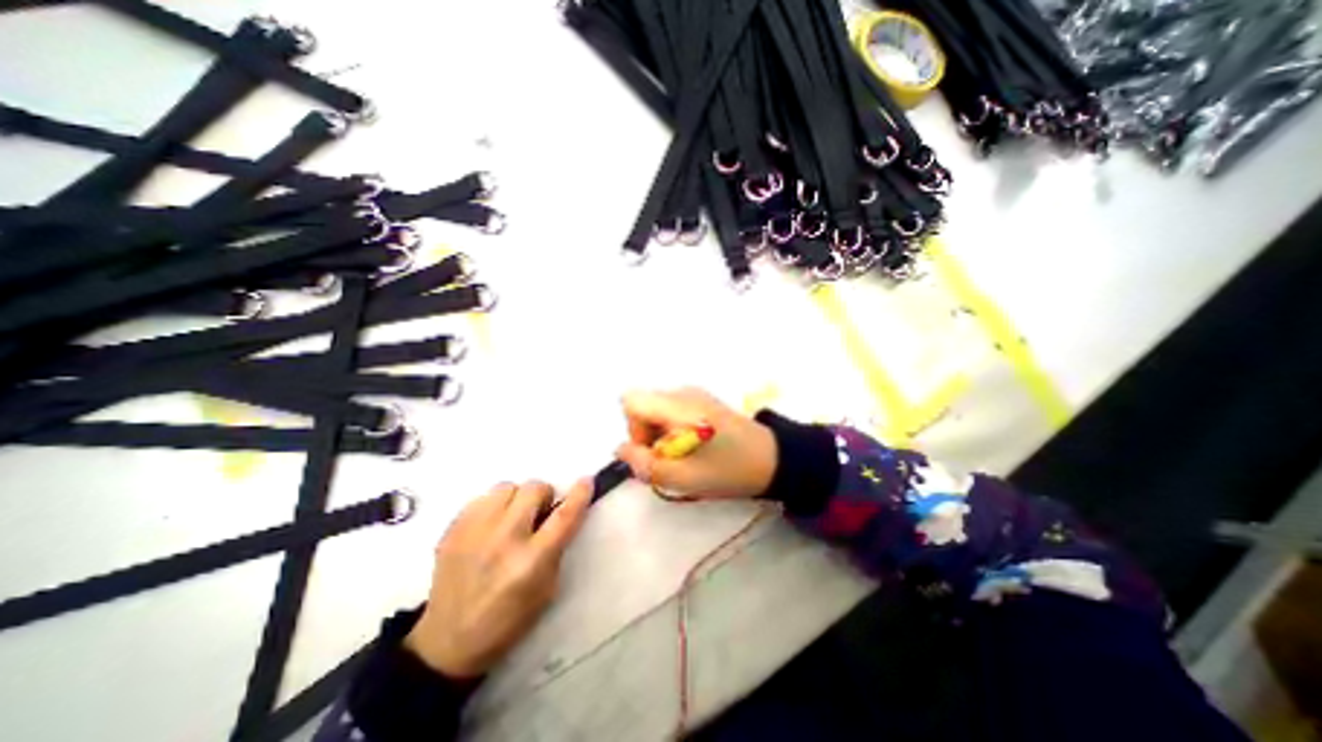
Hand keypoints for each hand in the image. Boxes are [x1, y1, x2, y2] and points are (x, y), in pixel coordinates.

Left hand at [402, 480, 586, 677]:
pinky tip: (489, 527)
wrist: (448, 641)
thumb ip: (556, 547)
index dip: (579, 495)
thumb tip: (559, 513)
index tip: (587, 481)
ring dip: (516, 499)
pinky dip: (492, 506)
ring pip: (506, 487)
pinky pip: (482, 497)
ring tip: (510, 519)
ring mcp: (474, 532)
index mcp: (531, 561)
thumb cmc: (508, 619)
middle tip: (537, 515)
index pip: (563, 516)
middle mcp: (504, 540)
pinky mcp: (452, 530)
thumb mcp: (547, 589)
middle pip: (534, 489)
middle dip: (543, 497)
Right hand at [617, 387, 776, 498]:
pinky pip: (672, 412)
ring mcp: (694, 394)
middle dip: (646, 436)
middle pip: (643, 407)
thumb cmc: (728, 469)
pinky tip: (694, 447)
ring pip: (657, 411)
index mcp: (677, 406)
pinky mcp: (703, 401)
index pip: (631, 401)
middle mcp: (682, 392)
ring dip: (660, 436)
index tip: (652, 452)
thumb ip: (644, 464)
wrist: (773, 459)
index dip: (633, 429)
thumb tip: (619, 449)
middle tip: (670, 461)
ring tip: (685, 457)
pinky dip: (673, 430)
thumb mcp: (683, 477)